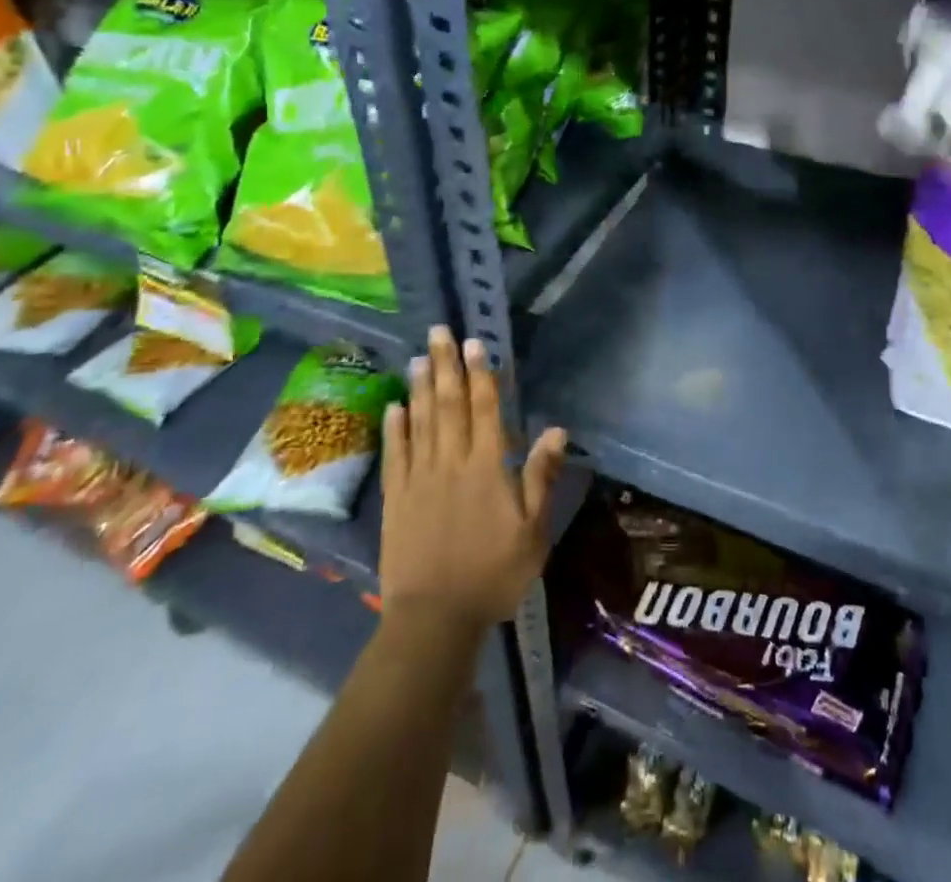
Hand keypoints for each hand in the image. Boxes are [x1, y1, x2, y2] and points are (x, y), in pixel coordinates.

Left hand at [380, 327, 567, 632]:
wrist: (434, 618)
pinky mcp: (396, 498)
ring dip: (419, 387)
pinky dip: (395, 427)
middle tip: (439, 332)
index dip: (481, 373)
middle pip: (448, 404)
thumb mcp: (533, 531)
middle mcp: (451, 462)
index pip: (485, 409)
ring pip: (420, 421)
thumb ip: (541, 477)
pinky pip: (395, 454)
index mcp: (487, 467)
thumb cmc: (493, 574)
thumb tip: (556, 431)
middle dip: (445, 365)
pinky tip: (394, 406)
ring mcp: (419, 478)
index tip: (475, 343)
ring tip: (418, 356)